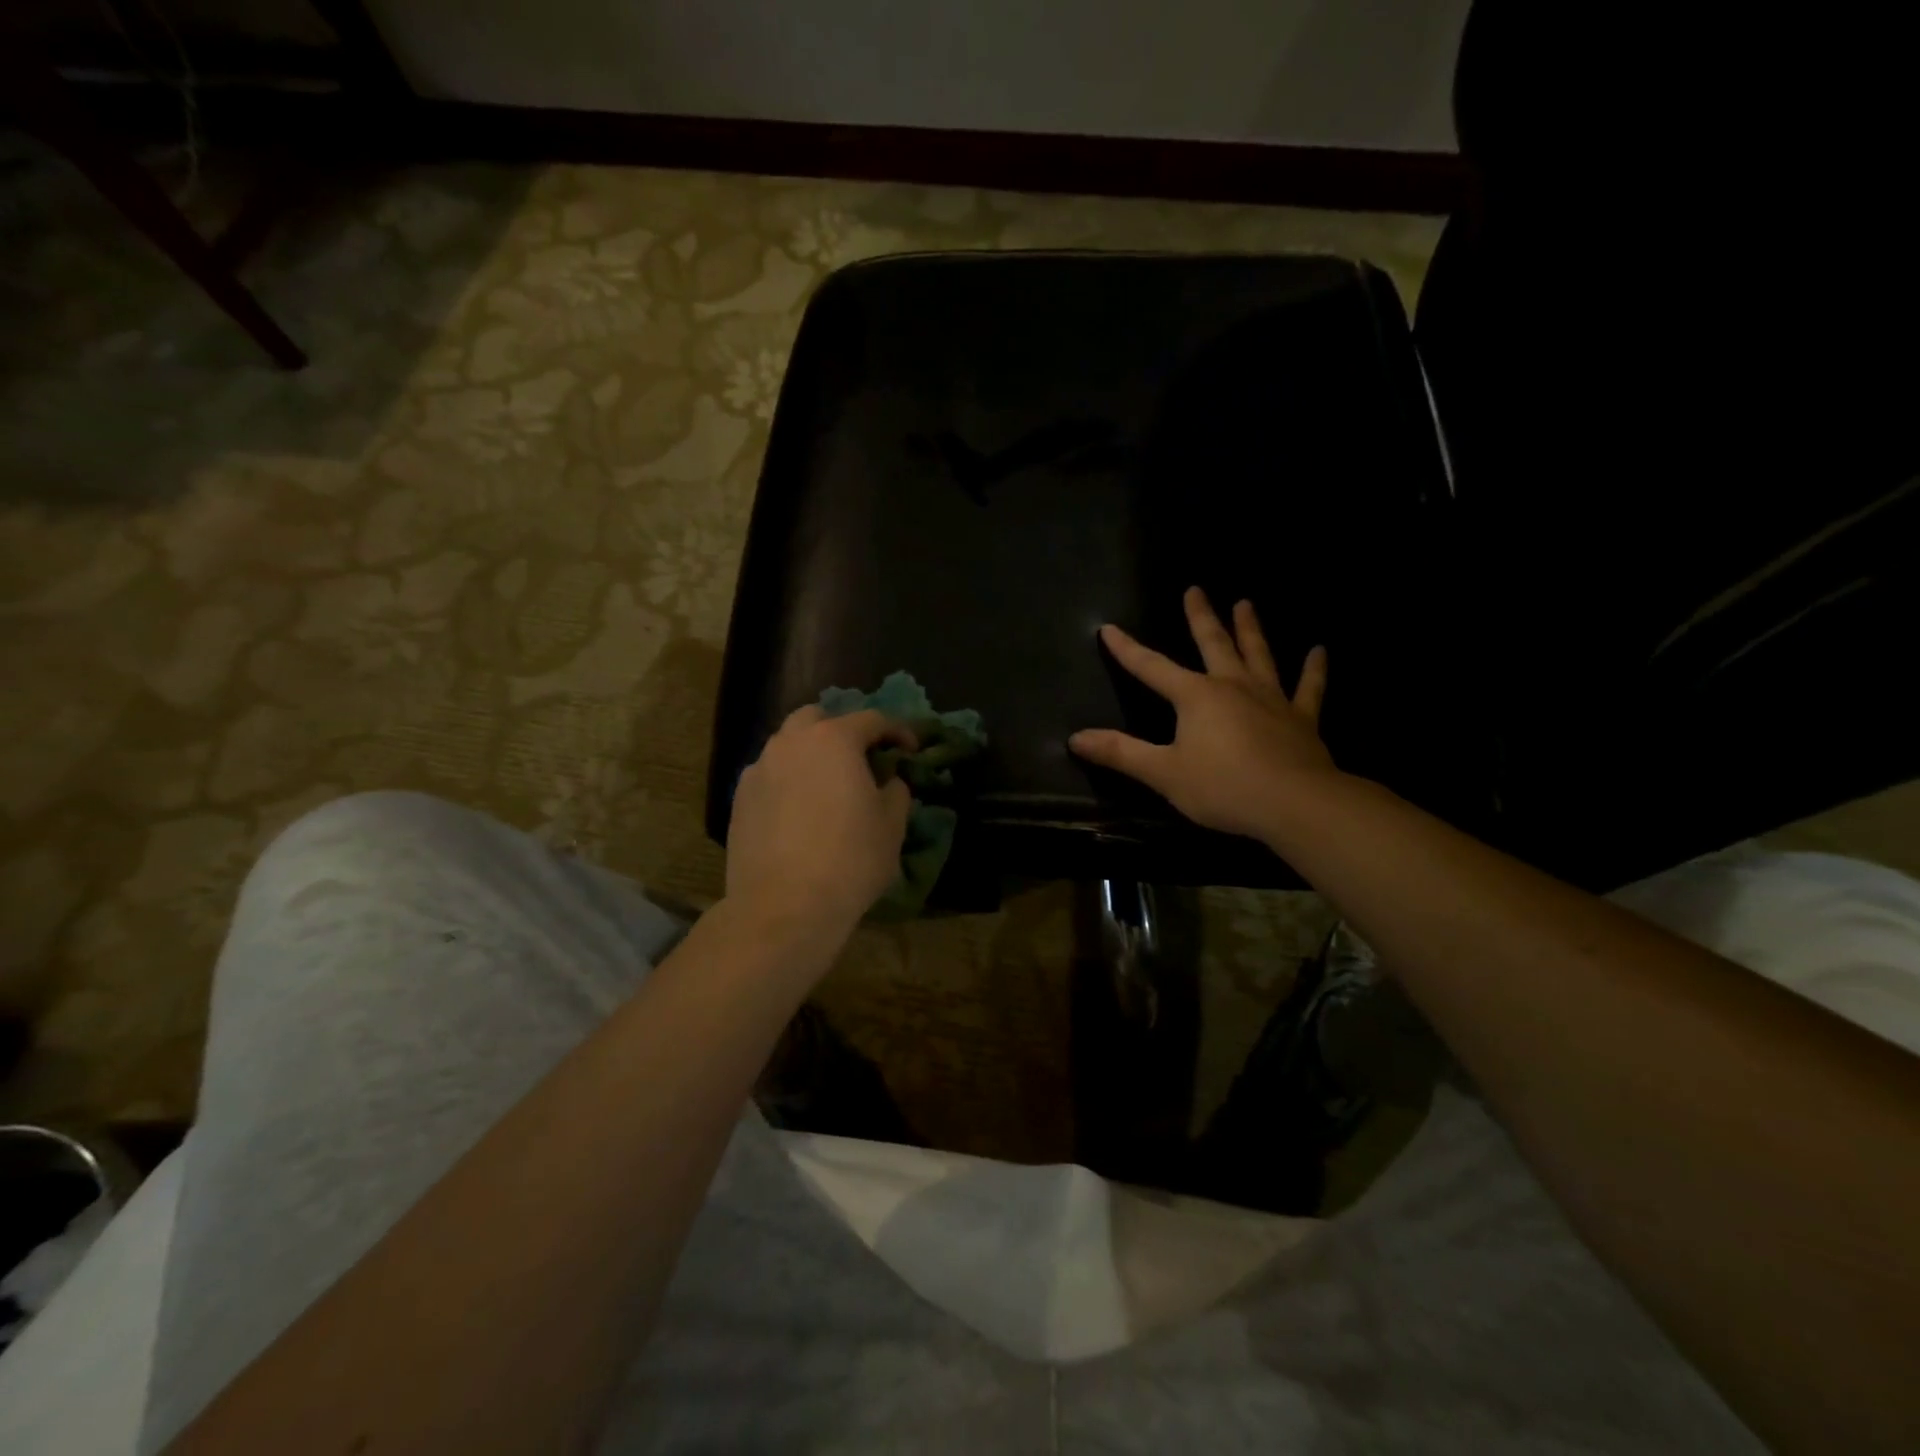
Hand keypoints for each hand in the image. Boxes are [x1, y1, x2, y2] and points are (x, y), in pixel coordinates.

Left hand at [725, 706, 914, 940]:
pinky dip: (788, 780)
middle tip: (861, 759)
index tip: (910, 750)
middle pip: (818, 718)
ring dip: (811, 754)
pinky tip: (799, 810)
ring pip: (788, 745)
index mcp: (834, 740)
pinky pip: (769, 775)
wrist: (783, 907)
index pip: (872, 719)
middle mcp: (791, 743)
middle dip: (843, 731)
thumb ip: (896, 791)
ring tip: (827, 785)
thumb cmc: (850, 860)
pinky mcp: (739, 799)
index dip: (897, 731)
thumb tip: (888, 781)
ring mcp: (759, 769)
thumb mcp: (892, 825)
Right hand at [1069, 587, 1337, 840]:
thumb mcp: (1163, 773)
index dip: (1127, 649)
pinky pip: (1309, 688)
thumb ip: (1121, 753)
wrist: (1295, 803)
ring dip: (1250, 629)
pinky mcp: (1301, 718)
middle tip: (1195, 589)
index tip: (1108, 628)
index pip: (1151, 667)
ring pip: (1258, 655)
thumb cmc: (1223, 787)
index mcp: (1196, 696)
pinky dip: (1314, 670)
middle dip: (1200, 617)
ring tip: (1246, 603)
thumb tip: (1075, 737)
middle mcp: (1233, 686)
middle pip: (1213, 643)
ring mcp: (1271, 699)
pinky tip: (1320, 651)